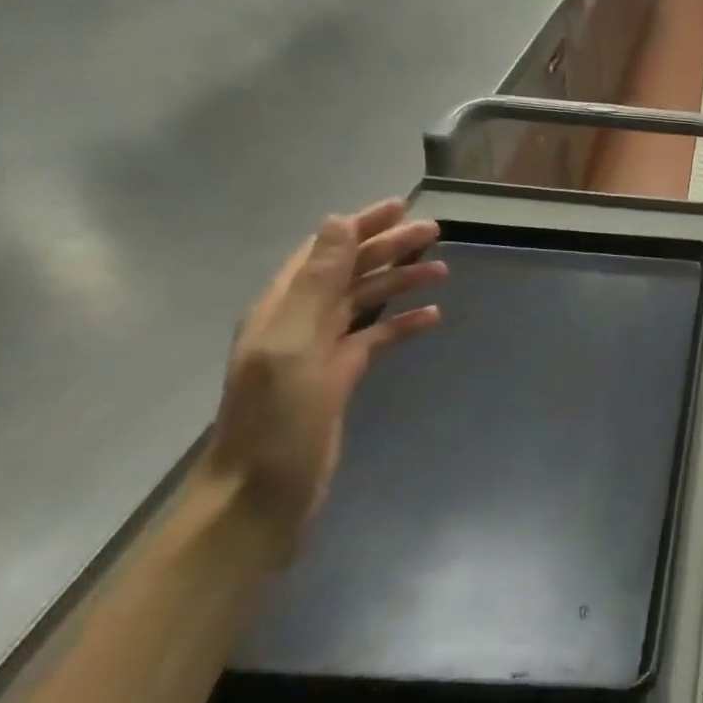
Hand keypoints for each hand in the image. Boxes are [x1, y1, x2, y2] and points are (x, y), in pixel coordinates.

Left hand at [203, 198, 445, 555]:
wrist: (261, 496)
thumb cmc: (277, 419)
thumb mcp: (295, 344)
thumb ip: (317, 282)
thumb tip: (338, 222)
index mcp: (282, 307)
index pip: (325, 250)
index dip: (361, 226)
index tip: (401, 206)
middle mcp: (299, 321)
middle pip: (349, 271)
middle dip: (389, 249)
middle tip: (434, 232)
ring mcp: (320, 351)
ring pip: (365, 302)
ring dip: (400, 282)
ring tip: (441, 271)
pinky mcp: (339, 377)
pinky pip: (375, 338)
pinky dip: (402, 324)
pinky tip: (432, 318)